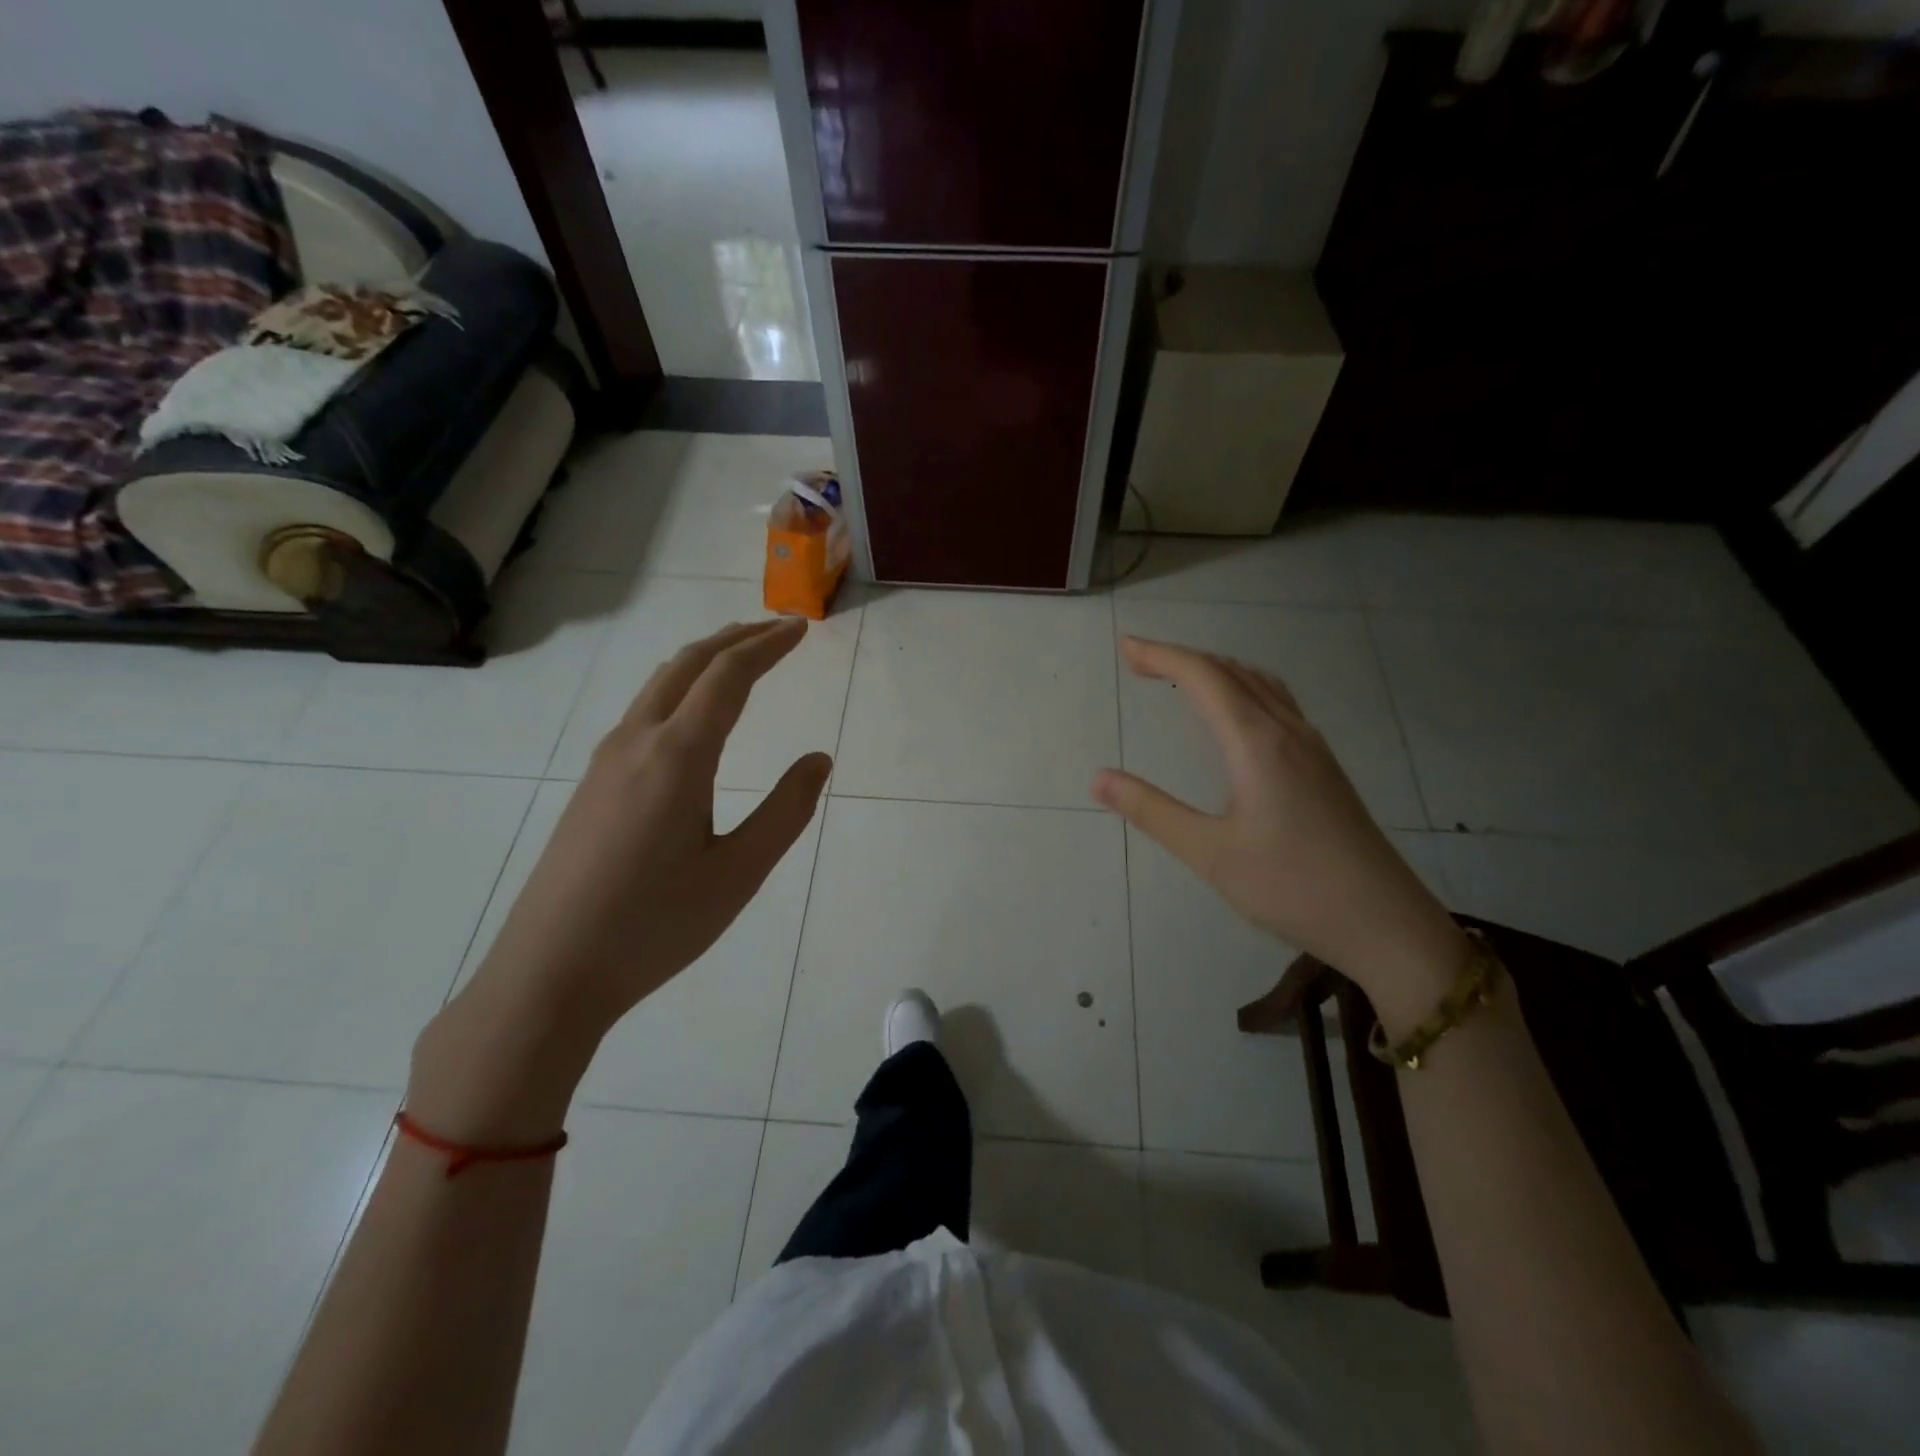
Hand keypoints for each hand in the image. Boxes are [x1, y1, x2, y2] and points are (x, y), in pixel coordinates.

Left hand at [410, 618, 831, 1140]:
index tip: (801, 629)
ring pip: (659, 684)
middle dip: (736, 639)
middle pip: (687, 664)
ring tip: (741, 657)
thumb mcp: (738, 873)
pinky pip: (643, 710)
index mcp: (677, 756)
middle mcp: (636, 742)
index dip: (767, 646)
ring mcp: (606, 761)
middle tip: (778, 630)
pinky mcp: (592, 784)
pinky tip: (693, 714)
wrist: (548, 973)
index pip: (728, 677)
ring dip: (704, 660)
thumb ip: (785, 811)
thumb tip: (818, 760)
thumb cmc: (654, 925)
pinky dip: (680, 687)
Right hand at [1091, 636, 1465, 1026]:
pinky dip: (1242, 688)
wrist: (1385, 922)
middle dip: (1182, 658)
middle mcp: (1287, 731)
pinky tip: (1236, 714)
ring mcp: (1312, 746)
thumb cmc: (1292, 887)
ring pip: (1259, 684)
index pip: (1203, 677)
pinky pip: (1277, 702)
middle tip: (1139, 660)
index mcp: (1256, 742)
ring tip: (1180, 676)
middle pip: (1231, 672)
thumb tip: (1099, 778)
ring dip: (1216, 670)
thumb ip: (1152, 812)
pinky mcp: (1324, 765)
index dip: (1161, 655)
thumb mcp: (1210, 854)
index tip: (1125, 646)